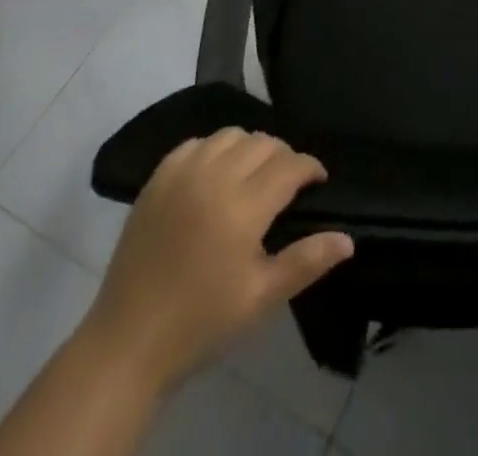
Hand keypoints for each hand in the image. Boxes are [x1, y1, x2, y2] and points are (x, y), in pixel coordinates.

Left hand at [78, 128, 354, 391]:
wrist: (129, 341)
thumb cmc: (202, 322)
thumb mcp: (261, 299)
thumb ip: (306, 262)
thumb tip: (348, 239)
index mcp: (242, 207)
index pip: (289, 165)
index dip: (310, 168)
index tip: (318, 181)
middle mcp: (214, 177)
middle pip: (262, 142)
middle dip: (283, 156)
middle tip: (288, 183)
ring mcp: (182, 173)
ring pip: (230, 135)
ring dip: (249, 147)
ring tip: (252, 175)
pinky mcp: (157, 178)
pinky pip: (195, 143)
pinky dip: (213, 149)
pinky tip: (214, 175)